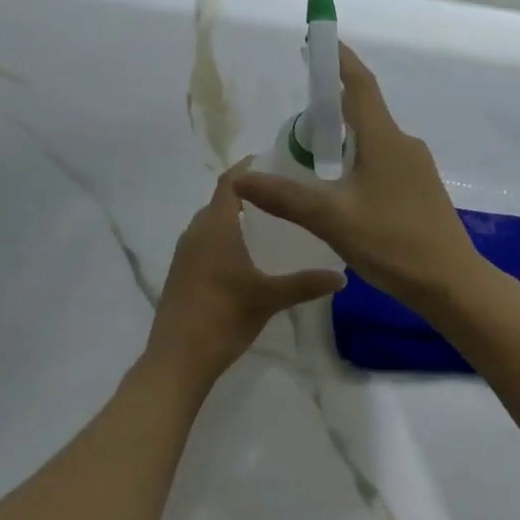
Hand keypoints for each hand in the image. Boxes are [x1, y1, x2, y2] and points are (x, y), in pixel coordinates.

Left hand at [147, 161, 345, 389]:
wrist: (177, 359)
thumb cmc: (223, 318)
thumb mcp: (269, 298)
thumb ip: (306, 283)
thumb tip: (342, 276)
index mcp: (215, 227)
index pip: (230, 183)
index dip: (248, 168)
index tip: (274, 161)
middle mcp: (196, 232)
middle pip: (221, 201)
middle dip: (248, 194)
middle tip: (281, 195)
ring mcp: (184, 253)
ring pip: (211, 222)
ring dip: (235, 217)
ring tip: (269, 222)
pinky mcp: (180, 272)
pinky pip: (204, 241)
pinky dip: (224, 237)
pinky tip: (245, 256)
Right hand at [232, 45, 485, 313]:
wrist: (452, 284)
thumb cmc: (393, 242)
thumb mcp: (331, 219)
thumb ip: (285, 197)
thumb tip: (240, 179)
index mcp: (384, 139)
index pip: (359, 85)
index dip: (339, 60)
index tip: (320, 41)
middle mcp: (403, 144)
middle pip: (364, 111)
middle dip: (332, 105)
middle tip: (299, 112)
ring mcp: (416, 168)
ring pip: (373, 140)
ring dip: (344, 137)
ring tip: (312, 153)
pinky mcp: (420, 190)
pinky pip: (383, 161)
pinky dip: (358, 160)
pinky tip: (342, 188)